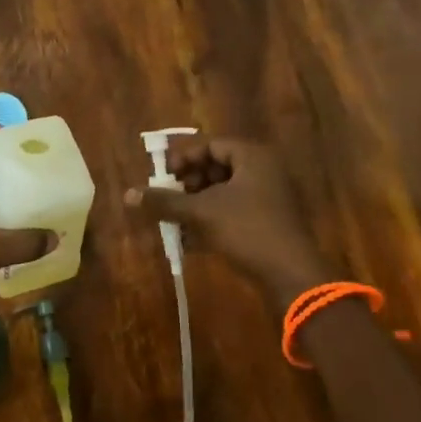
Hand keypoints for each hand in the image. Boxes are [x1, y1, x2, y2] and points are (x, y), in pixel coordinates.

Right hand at [123, 135, 343, 311]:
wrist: (292, 276)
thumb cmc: (247, 231)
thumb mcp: (200, 213)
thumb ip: (164, 201)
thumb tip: (128, 194)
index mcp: (252, 157)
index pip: (211, 145)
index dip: (184, 157)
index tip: (164, 175)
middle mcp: (264, 171)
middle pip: (217, 166)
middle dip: (189, 182)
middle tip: (170, 197)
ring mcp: (270, 198)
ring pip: (224, 192)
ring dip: (197, 203)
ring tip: (177, 219)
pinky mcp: (270, 223)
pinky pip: (234, 212)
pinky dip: (212, 220)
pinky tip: (192, 239)